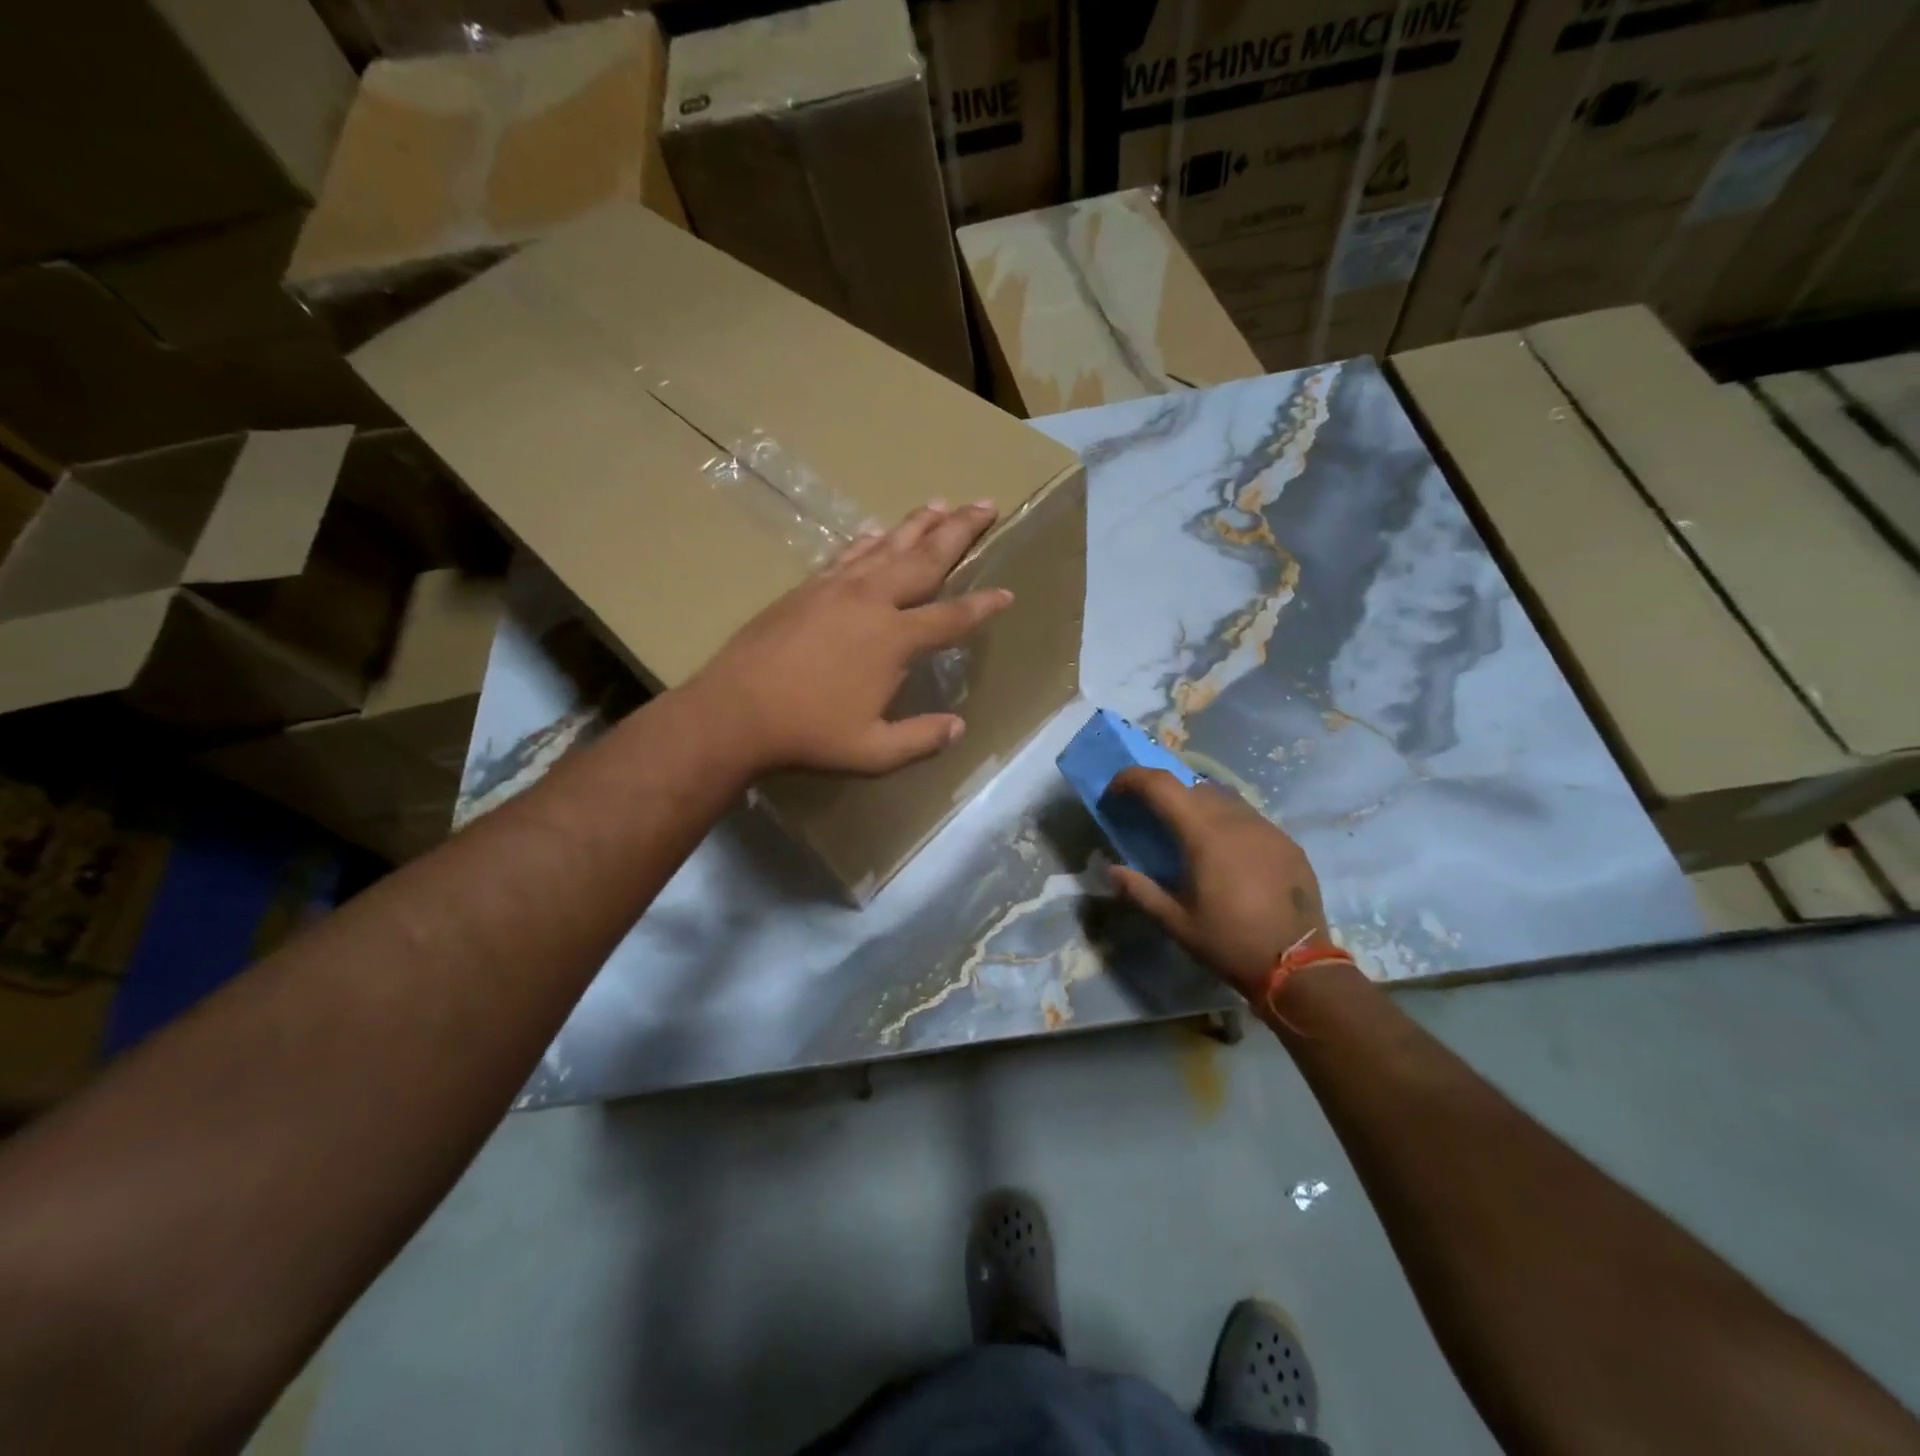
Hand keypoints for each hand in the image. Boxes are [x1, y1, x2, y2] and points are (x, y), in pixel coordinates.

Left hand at [687, 501, 1013, 775]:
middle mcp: (873, 601)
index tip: (1007, 593)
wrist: (736, 709)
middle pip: (926, 559)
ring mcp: (838, 588)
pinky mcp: (809, 587)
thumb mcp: (873, 751)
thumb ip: (921, 739)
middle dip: (961, 531)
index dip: (984, 606)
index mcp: (895, 639)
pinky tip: (878, 531)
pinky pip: (848, 554)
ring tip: (943, 503)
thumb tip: (959, 728)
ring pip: (888, 545)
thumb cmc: (808, 732)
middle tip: (987, 505)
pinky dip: (869, 540)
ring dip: (918, 523)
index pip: (952, 616)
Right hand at [1106, 768, 1328, 1000]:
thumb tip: (1111, 869)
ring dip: (1197, 806)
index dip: (1132, 779)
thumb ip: (1140, 890)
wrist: (1299, 967)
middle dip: (1164, 794)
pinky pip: (1249, 818)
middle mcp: (1236, 820)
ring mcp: (1267, 828)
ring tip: (1188, 835)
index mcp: (1205, 834)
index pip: (1161, 784)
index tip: (1115, 793)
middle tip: (1149, 819)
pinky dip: (1227, 823)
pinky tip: (1226, 854)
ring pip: (1223, 798)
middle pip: (1191, 787)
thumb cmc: (1230, 942)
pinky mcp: (1287, 842)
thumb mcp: (1176, 923)